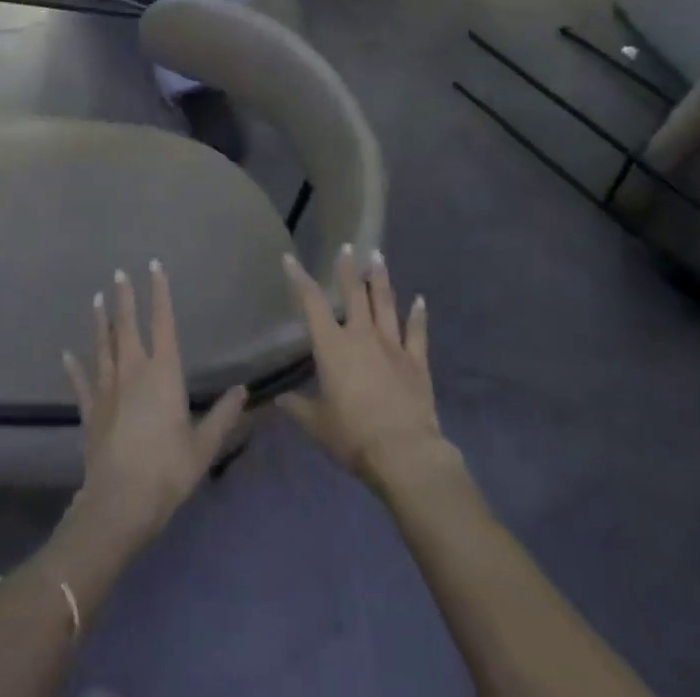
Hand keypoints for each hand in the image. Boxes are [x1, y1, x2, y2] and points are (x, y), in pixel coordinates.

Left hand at [61, 263, 246, 559]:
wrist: (119, 503)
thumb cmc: (167, 470)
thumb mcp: (203, 446)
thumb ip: (223, 416)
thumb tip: (243, 391)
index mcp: (163, 372)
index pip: (163, 322)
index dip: (159, 293)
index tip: (154, 267)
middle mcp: (133, 370)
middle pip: (127, 326)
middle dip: (124, 298)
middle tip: (119, 273)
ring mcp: (107, 389)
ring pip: (102, 346)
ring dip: (100, 321)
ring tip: (97, 298)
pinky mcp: (90, 411)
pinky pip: (81, 382)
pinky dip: (73, 367)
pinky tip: (66, 355)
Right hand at [277, 247, 452, 492]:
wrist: (403, 453)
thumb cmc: (353, 436)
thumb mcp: (317, 425)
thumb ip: (298, 408)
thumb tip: (279, 400)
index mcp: (332, 347)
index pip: (311, 304)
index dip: (299, 279)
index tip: (290, 258)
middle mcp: (361, 336)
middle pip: (354, 294)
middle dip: (348, 268)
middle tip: (348, 245)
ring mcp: (392, 345)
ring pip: (385, 303)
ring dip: (380, 279)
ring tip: (378, 255)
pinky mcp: (416, 361)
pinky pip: (417, 332)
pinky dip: (418, 315)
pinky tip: (420, 299)